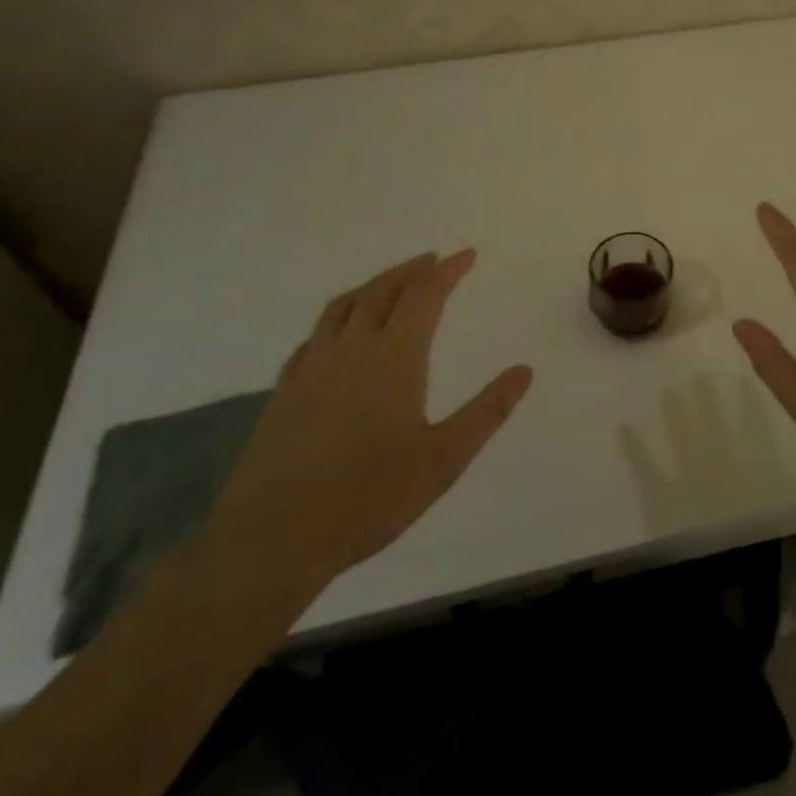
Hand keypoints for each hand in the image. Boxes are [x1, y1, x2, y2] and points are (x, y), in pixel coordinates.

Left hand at [206, 251, 533, 595]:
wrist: (271, 540)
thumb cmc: (369, 497)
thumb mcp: (444, 458)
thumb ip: (488, 411)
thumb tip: (525, 370)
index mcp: (394, 356)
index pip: (424, 294)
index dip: (447, 270)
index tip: (467, 255)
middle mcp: (352, 349)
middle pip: (382, 290)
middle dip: (411, 270)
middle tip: (432, 261)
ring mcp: (311, 368)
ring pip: (343, 307)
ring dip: (372, 285)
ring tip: (390, 283)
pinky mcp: (283, 393)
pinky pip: (314, 337)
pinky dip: (336, 320)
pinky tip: (337, 336)